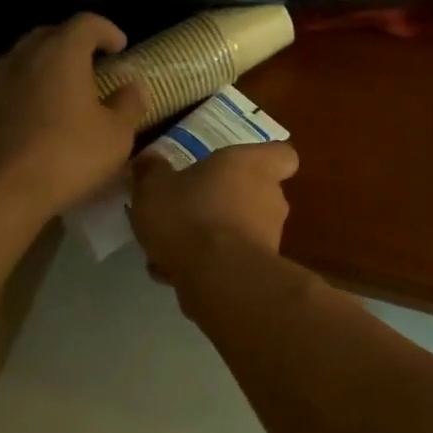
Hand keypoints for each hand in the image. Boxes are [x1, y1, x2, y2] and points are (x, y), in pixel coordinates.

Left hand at [0, 14, 146, 216]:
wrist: (0, 190)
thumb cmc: (68, 156)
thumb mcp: (116, 135)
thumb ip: (129, 104)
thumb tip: (134, 86)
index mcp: (62, 53)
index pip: (87, 22)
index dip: (107, 30)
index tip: (121, 47)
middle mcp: (26, 55)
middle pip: (52, 33)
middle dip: (76, 43)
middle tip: (96, 64)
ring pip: (28, 57)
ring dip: (50, 65)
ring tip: (69, 89)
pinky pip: (12, 82)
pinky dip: (31, 86)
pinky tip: (43, 113)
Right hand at [130, 142, 299, 284]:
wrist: (218, 277)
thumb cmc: (190, 215)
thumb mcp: (154, 187)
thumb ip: (152, 172)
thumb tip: (150, 161)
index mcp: (252, 165)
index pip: (282, 155)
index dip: (263, 160)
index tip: (237, 168)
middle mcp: (270, 197)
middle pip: (255, 194)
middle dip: (224, 204)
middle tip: (189, 210)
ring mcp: (270, 236)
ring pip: (239, 230)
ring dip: (211, 238)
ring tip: (170, 249)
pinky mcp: (261, 270)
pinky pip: (231, 261)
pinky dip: (208, 266)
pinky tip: (174, 274)